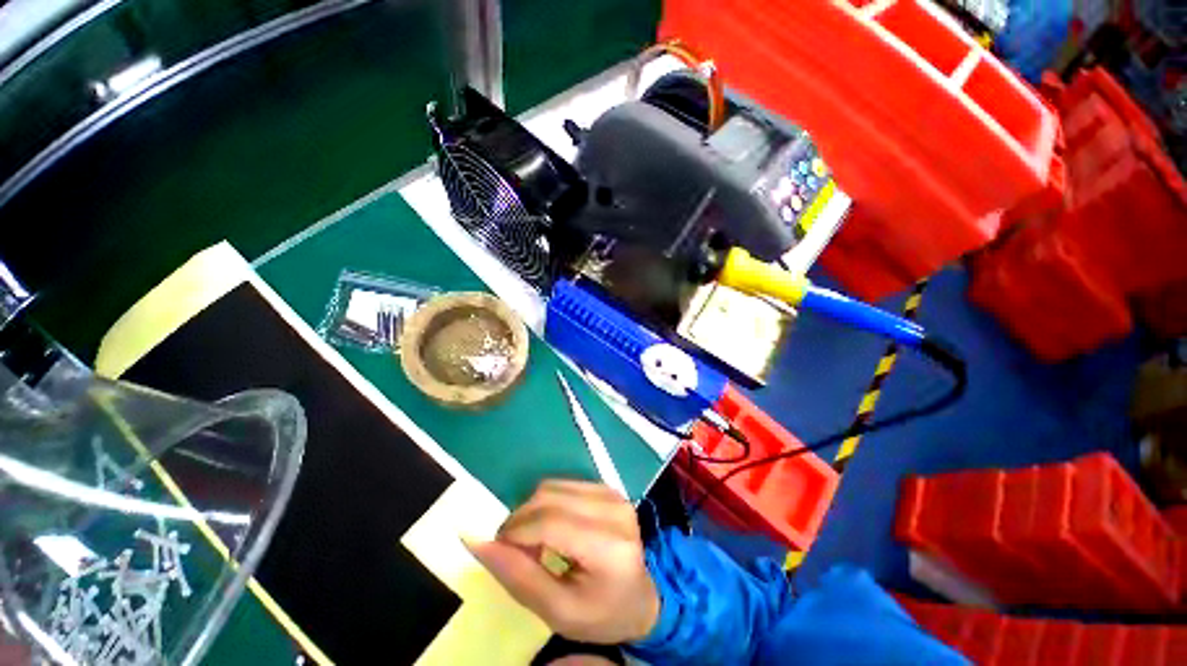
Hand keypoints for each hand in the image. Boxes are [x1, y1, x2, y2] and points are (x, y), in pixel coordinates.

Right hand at [465, 480, 659, 644]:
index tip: (497, 549)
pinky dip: (547, 503)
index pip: (549, 523)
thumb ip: (517, 576)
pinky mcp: (607, 488)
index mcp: (608, 546)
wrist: (641, 598)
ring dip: (532, 510)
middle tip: (511, 548)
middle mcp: (613, 509)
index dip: (515, 531)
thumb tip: (476, 541)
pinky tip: (550, 527)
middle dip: (519, 520)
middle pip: (549, 497)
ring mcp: (612, 494)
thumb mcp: (557, 611)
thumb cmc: (601, 613)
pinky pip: (564, 485)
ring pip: (553, 486)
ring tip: (532, 540)